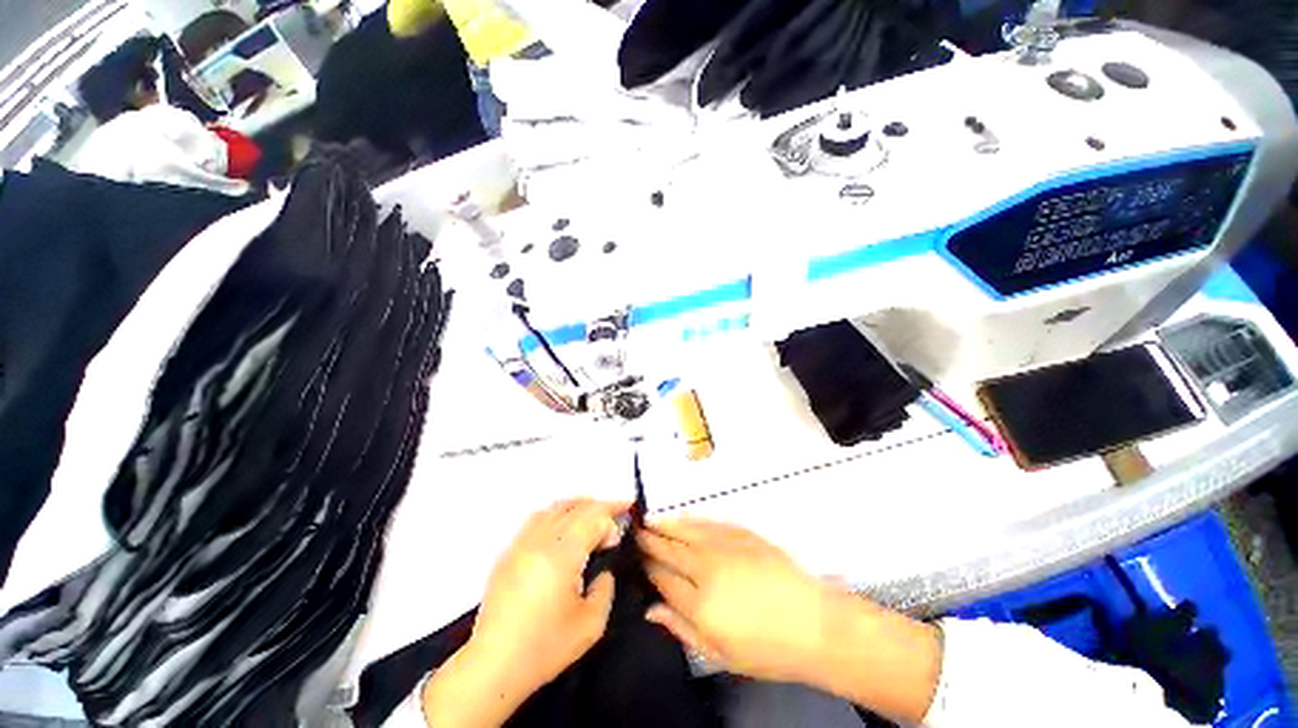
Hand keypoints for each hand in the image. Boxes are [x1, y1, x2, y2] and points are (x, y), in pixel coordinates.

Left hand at [423, 499, 626, 726]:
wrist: (493, 665)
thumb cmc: (545, 647)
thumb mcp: (591, 624)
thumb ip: (605, 588)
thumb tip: (603, 570)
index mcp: (563, 553)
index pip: (594, 517)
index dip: (612, 516)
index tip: (624, 526)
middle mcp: (541, 539)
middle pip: (576, 507)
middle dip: (599, 507)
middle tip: (616, 516)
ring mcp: (521, 543)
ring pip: (554, 508)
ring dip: (578, 506)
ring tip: (592, 516)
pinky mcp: (509, 552)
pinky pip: (537, 519)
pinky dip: (556, 514)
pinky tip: (563, 529)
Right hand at [637, 518, 842, 685]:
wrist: (812, 623)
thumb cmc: (766, 649)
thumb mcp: (720, 653)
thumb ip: (681, 628)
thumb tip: (651, 611)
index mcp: (699, 603)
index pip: (662, 578)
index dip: (648, 567)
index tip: (637, 558)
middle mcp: (706, 569)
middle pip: (670, 550)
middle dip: (651, 541)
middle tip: (636, 532)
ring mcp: (725, 547)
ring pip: (686, 530)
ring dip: (666, 524)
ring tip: (650, 519)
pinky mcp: (741, 534)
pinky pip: (709, 522)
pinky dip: (692, 519)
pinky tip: (683, 517)